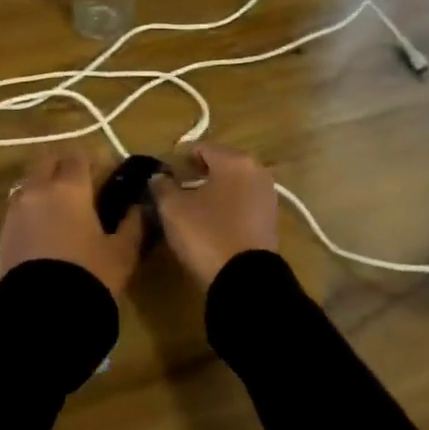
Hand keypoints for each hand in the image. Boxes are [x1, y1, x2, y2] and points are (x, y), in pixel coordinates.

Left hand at [0, 149, 141, 296]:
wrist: (44, 316)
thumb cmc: (90, 276)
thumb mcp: (122, 252)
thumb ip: (132, 223)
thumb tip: (138, 207)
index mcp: (69, 188)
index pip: (77, 155)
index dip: (91, 162)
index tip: (103, 176)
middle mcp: (37, 190)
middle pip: (45, 161)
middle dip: (61, 167)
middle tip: (79, 188)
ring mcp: (14, 212)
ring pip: (28, 185)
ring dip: (42, 190)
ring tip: (59, 213)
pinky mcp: (1, 236)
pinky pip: (17, 213)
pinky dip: (29, 215)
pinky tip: (42, 236)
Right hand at [150, 142, 279, 288]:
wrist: (245, 280)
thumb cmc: (207, 233)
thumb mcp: (173, 209)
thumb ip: (162, 186)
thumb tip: (158, 177)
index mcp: (235, 160)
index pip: (200, 148)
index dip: (177, 159)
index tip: (161, 175)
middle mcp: (256, 171)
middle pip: (219, 164)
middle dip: (195, 174)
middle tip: (173, 190)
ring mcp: (267, 197)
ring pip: (231, 185)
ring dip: (211, 191)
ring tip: (189, 208)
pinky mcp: (270, 221)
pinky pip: (241, 204)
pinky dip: (225, 207)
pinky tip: (208, 222)